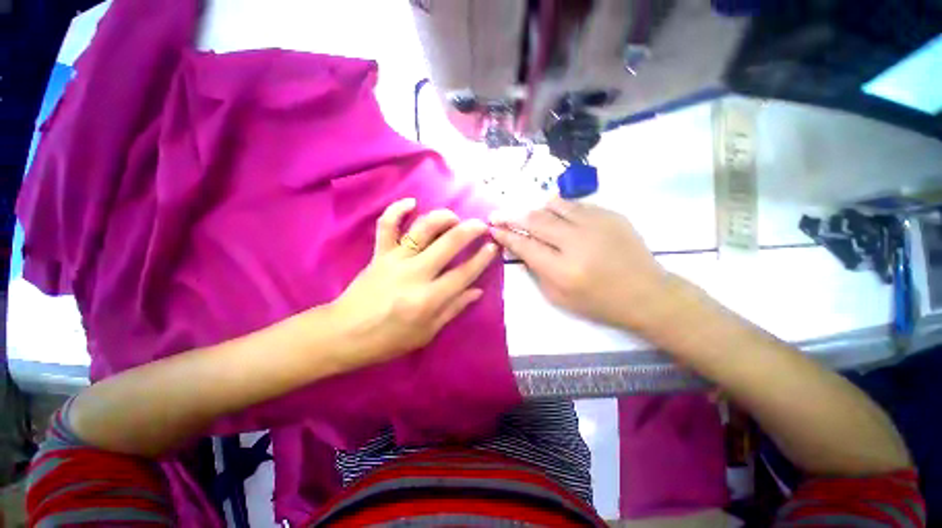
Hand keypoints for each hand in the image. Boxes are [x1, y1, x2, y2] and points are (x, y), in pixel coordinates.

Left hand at [329, 198, 497, 369]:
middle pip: (448, 244)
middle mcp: (415, 274)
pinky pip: (387, 226)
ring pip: (422, 229)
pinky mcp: (379, 254)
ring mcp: (395, 260)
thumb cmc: (388, 340)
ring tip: (454, 217)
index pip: (464, 273)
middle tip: (482, 225)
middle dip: (470, 230)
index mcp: (429, 299)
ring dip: (442, 217)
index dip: (482, 259)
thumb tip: (477, 291)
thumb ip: (453, 309)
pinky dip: (397, 210)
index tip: (493, 246)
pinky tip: (411, 202)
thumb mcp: (426, 333)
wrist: (344, 333)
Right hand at [490, 198, 668, 331]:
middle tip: (498, 214)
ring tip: (528, 215)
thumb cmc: (598, 303)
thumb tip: (521, 247)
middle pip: (534, 219)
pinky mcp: (609, 215)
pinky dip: (558, 208)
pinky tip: (555, 216)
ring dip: (535, 209)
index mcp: (562, 269)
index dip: (505, 234)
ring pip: (553, 205)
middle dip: (511, 216)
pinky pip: (574, 204)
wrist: (646, 293)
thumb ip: (536, 270)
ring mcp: (595, 224)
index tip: (492, 228)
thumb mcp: (558, 297)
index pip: (524, 245)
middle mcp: (576, 242)